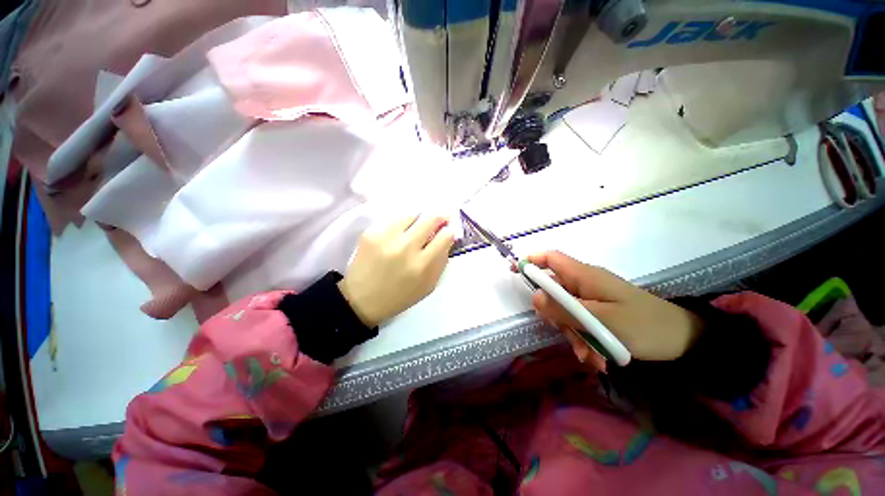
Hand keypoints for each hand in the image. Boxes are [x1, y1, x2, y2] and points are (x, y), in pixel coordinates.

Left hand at [339, 213, 454, 326]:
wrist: (362, 299)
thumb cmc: (400, 296)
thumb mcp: (428, 285)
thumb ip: (441, 261)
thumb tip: (447, 237)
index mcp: (423, 265)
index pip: (445, 235)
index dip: (448, 232)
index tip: (445, 232)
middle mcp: (406, 248)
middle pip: (431, 218)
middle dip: (439, 217)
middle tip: (438, 220)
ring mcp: (387, 238)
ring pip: (413, 213)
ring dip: (419, 219)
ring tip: (416, 228)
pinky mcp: (371, 232)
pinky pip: (394, 219)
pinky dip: (402, 224)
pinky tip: (398, 234)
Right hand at [526, 251, 703, 365]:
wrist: (684, 341)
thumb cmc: (644, 325)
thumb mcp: (600, 321)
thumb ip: (564, 309)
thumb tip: (535, 297)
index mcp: (584, 276)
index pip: (550, 258)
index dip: (531, 260)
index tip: (514, 270)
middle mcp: (585, 284)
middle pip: (555, 292)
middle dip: (556, 316)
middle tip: (569, 336)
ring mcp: (592, 299)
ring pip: (566, 312)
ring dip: (573, 334)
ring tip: (591, 356)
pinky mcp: (600, 313)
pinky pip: (580, 323)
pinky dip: (584, 340)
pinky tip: (597, 358)